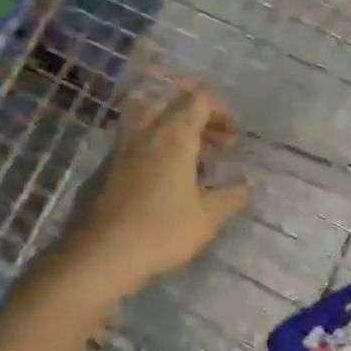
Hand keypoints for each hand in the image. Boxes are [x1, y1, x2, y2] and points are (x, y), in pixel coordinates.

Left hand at [63, 82, 249, 297]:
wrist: (104, 252)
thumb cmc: (162, 231)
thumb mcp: (207, 218)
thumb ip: (230, 197)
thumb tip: (245, 186)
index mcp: (176, 135)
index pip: (200, 98)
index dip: (221, 111)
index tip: (232, 138)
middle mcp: (148, 131)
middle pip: (175, 102)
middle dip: (200, 116)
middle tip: (218, 144)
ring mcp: (125, 146)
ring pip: (152, 117)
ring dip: (176, 127)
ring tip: (193, 155)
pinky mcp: (110, 164)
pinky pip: (139, 137)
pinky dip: (157, 143)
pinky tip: (168, 172)